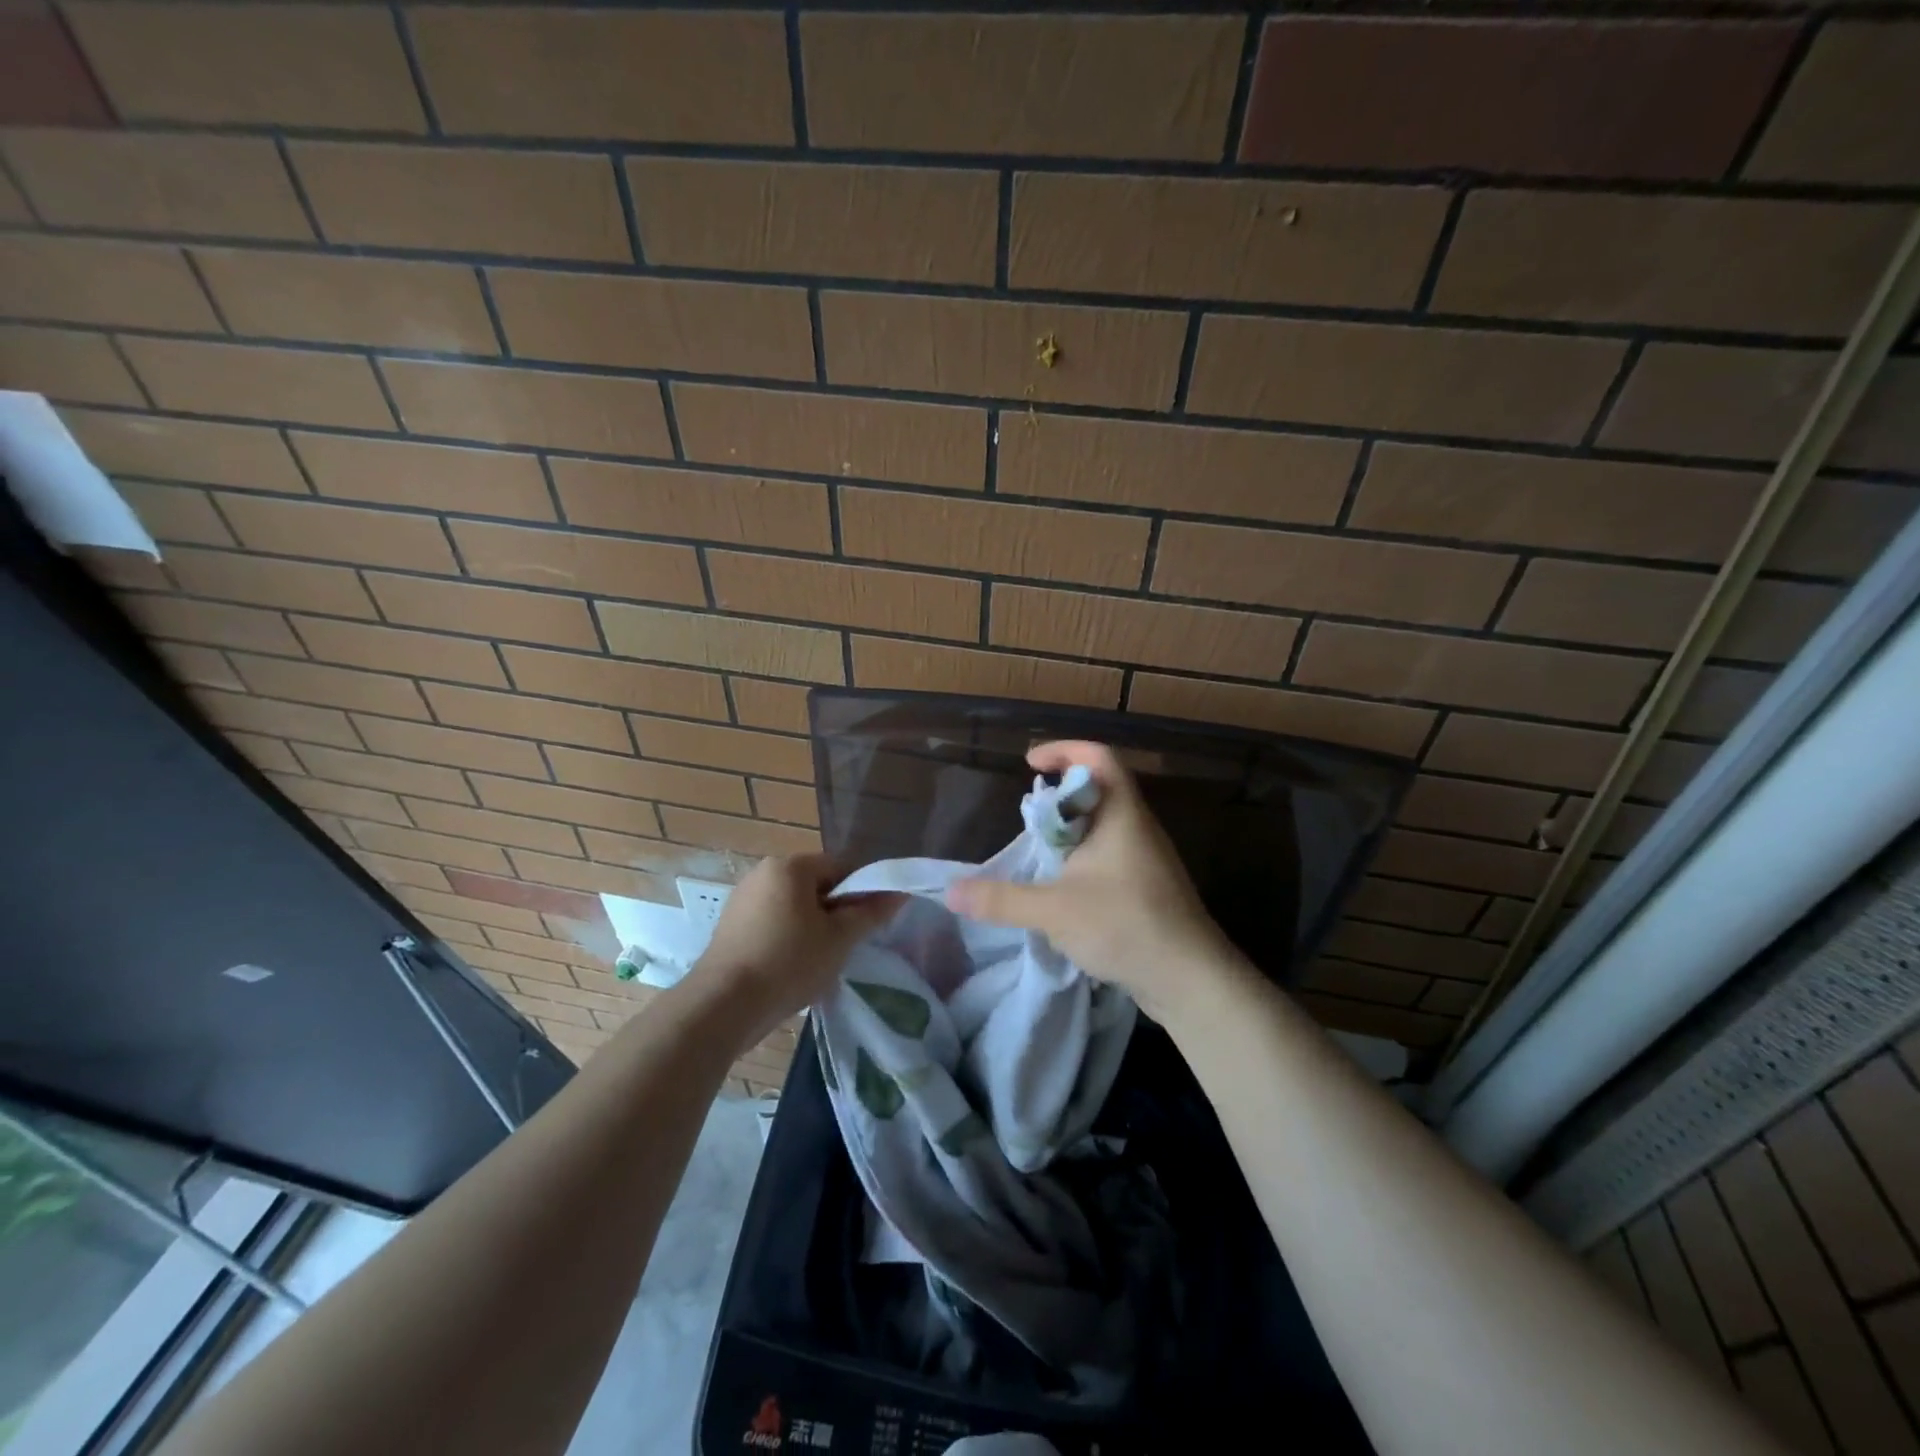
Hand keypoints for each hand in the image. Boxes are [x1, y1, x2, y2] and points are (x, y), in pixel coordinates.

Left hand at [689, 854, 902, 1042]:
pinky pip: (773, 922)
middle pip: (816, 885)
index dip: (863, 891)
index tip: (871, 922)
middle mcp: (763, 873)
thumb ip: (871, 913)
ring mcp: (743, 899)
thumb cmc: (789, 963)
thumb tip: (899, 893)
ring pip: (795, 906)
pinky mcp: (731, 926)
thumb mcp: (839, 939)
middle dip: (836, 911)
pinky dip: (789, 938)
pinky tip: (793, 968)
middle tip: (848, 944)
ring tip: (822, 961)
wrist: (723, 1006)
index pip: (841, 866)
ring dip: (814, 927)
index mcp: (790, 866)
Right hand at [946, 741, 1241, 1019]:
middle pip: (1099, 789)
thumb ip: (1001, 899)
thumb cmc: (1125, 925)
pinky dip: (1081, 858)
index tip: (1030, 764)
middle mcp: (1137, 827)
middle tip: (1028, 815)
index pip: (1098, 757)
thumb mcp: (1053, 910)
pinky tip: (1063, 889)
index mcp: (1121, 814)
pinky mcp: (1147, 887)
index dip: (1064, 750)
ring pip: (1103, 825)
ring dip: (1070, 830)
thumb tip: (951, 892)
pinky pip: (1110, 855)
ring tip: (1038, 853)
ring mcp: (1146, 858)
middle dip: (1060, 795)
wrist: (1190, 979)